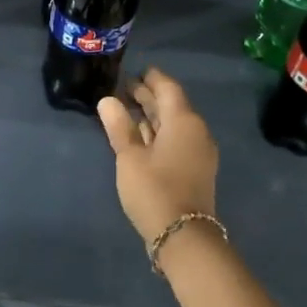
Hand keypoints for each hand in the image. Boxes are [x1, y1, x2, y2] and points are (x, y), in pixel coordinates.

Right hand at [97, 66, 219, 245]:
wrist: (183, 235)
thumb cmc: (153, 189)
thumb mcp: (129, 157)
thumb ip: (119, 127)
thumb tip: (107, 100)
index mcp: (183, 121)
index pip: (168, 88)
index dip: (150, 78)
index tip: (134, 72)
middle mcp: (196, 131)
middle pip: (172, 106)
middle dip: (149, 96)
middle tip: (124, 88)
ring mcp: (198, 152)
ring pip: (174, 124)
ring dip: (153, 116)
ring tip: (128, 109)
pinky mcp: (195, 169)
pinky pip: (176, 140)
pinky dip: (158, 133)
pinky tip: (141, 137)